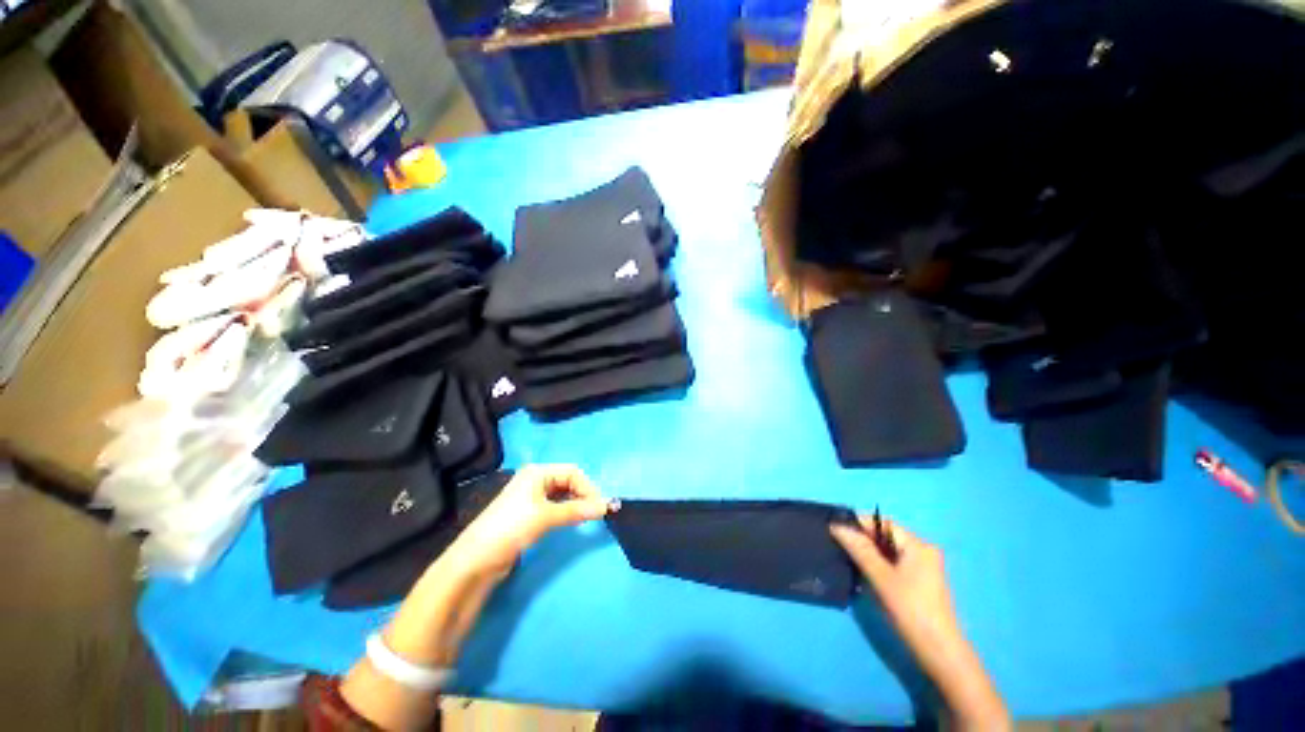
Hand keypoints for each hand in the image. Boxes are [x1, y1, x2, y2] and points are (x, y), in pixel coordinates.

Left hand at [445, 465, 610, 579]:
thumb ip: (578, 510)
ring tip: (587, 518)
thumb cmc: (511, 528)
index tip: (600, 507)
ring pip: (563, 494)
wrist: (476, 560)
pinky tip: (573, 521)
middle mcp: (535, 480)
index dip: (588, 487)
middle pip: (568, 481)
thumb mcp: (546, 517)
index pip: (572, 472)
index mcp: (538, 472)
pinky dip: (567, 511)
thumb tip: (608, 506)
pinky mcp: (529, 513)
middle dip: (583, 494)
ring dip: (576, 503)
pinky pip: (555, 506)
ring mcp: (531, 496)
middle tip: (595, 513)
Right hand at [830, 516, 963, 672]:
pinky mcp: (919, 582)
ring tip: (847, 557)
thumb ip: (859, 549)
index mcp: (918, 546)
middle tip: (838, 543)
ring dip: (868, 553)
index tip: (836, 529)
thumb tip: (836, 525)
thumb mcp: (881, 577)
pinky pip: (893, 563)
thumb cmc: (910, 609)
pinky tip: (863, 573)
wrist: (938, 652)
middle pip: (886, 536)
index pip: (883, 524)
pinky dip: (877, 564)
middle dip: (862, 539)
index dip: (859, 523)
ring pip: (888, 551)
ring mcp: (923, 568)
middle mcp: (923, 552)